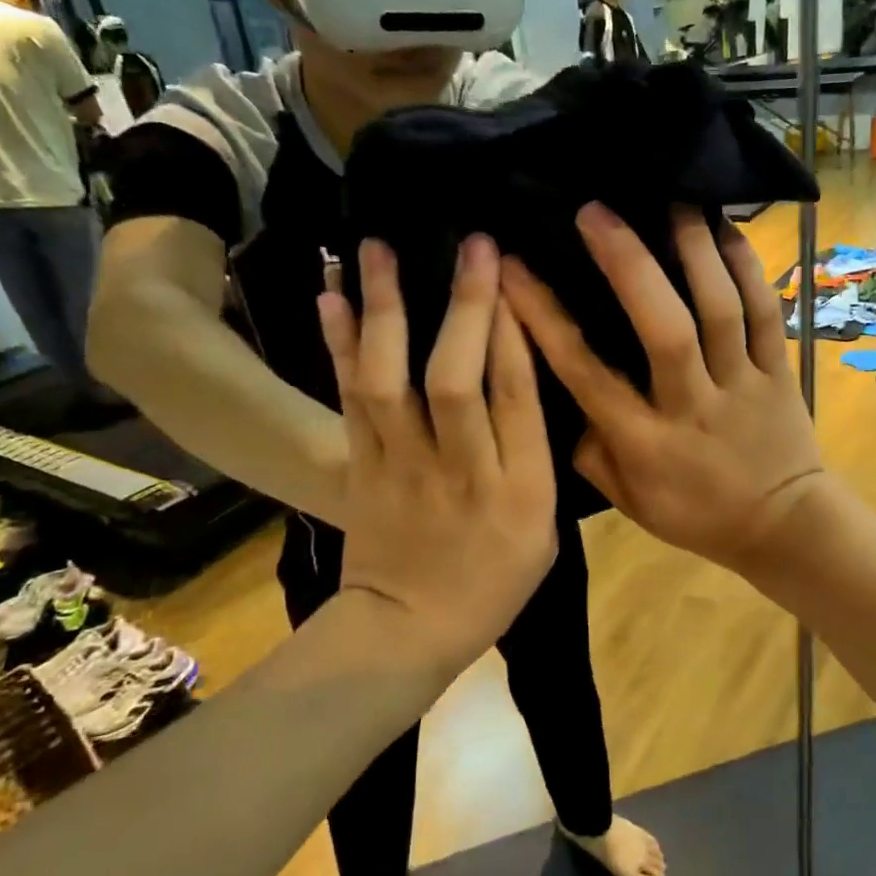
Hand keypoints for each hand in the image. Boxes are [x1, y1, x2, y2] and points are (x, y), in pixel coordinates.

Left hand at [318, 235, 556, 664]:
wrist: (407, 629)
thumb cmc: (492, 583)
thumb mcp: (544, 531)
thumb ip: (538, 460)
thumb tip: (524, 381)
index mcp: (520, 488)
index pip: (518, 397)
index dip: (514, 332)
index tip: (512, 276)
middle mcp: (461, 469)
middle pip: (457, 379)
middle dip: (466, 307)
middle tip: (473, 246)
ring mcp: (401, 466)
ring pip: (390, 379)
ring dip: (386, 309)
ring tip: (379, 247)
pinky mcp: (359, 467)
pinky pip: (346, 399)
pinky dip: (338, 345)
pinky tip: (330, 296)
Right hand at [502, 203, 829, 579]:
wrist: (783, 526)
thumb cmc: (697, 515)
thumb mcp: (628, 502)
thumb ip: (590, 452)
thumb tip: (564, 395)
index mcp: (646, 443)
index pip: (585, 372)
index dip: (544, 318)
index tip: (513, 268)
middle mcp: (692, 405)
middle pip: (662, 327)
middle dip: (626, 264)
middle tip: (595, 212)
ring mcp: (742, 384)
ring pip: (721, 310)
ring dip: (694, 250)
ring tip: (670, 199)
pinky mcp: (779, 371)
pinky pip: (766, 313)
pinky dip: (748, 269)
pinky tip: (726, 230)